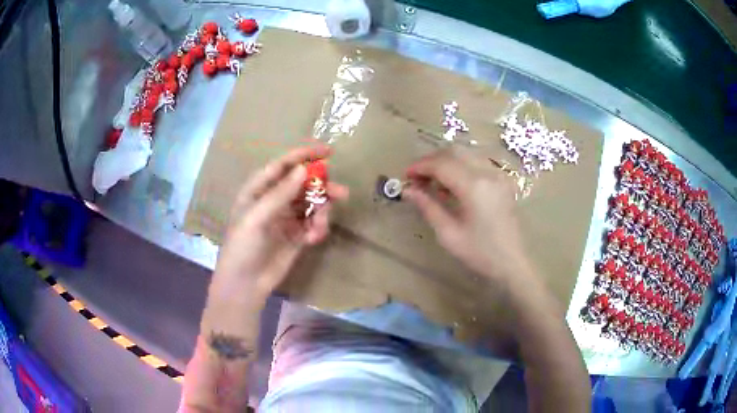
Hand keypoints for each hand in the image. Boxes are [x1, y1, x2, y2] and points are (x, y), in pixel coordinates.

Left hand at [211, 145, 347, 299]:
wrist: (246, 284)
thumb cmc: (243, 247)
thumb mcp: (257, 218)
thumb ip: (280, 194)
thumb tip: (303, 169)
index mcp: (258, 190)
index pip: (283, 165)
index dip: (304, 155)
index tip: (328, 152)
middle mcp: (274, 200)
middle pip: (303, 183)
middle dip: (322, 187)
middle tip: (341, 192)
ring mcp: (287, 218)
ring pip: (312, 204)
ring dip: (322, 212)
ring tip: (319, 228)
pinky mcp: (297, 235)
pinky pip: (314, 223)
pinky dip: (318, 228)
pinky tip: (314, 239)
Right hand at [404, 148, 530, 282]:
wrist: (511, 262)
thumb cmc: (479, 252)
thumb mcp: (448, 233)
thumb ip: (428, 207)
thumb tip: (407, 190)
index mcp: (474, 187)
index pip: (442, 164)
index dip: (420, 166)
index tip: (406, 176)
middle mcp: (488, 173)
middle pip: (454, 152)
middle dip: (432, 161)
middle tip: (417, 178)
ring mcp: (498, 175)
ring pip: (466, 154)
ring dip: (446, 162)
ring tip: (433, 182)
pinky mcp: (503, 180)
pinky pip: (477, 162)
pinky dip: (461, 167)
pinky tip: (454, 185)